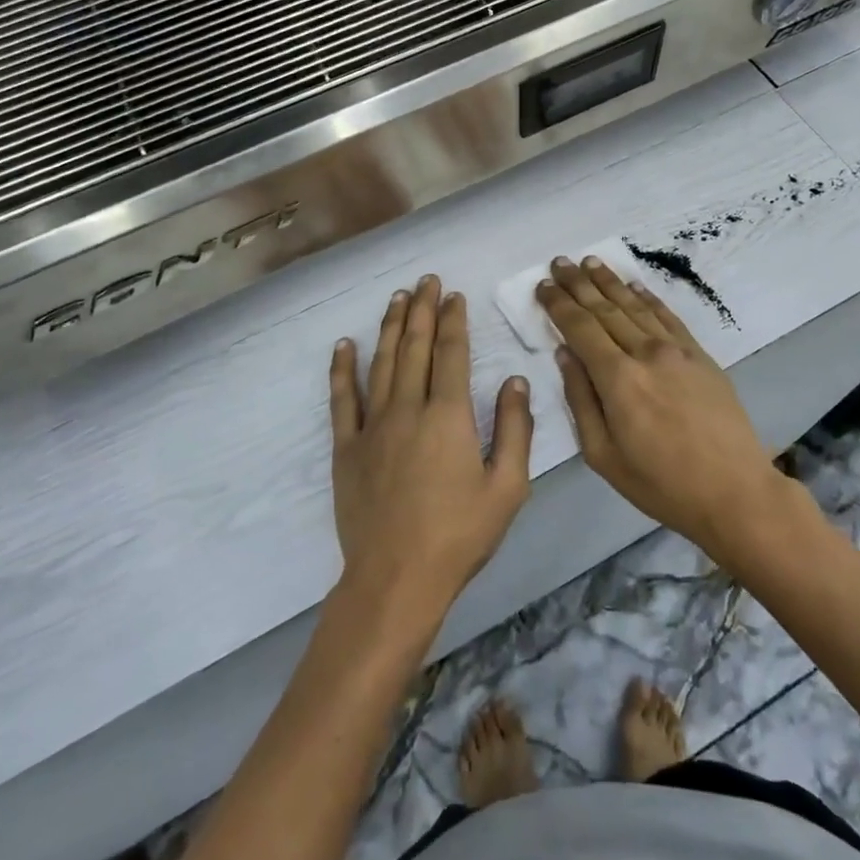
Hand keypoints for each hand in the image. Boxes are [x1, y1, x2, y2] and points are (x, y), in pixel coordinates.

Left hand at [329, 275, 533, 627]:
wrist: (396, 579)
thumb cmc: (459, 535)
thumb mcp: (507, 487)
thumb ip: (515, 429)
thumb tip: (516, 380)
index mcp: (449, 416)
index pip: (451, 353)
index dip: (453, 321)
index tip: (454, 296)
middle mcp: (408, 408)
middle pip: (415, 347)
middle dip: (422, 310)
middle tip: (427, 281)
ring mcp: (373, 426)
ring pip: (382, 362)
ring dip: (390, 327)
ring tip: (397, 298)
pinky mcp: (346, 447)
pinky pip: (343, 399)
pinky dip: (343, 369)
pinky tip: (345, 345)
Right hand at [537, 256, 784, 558]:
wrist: (734, 491)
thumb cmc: (661, 483)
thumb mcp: (603, 455)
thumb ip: (580, 400)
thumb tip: (564, 354)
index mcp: (618, 379)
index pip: (580, 328)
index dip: (559, 304)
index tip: (543, 285)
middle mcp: (646, 354)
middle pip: (605, 309)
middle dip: (579, 284)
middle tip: (560, 261)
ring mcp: (677, 351)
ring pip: (635, 306)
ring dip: (610, 282)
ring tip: (591, 262)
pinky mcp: (700, 355)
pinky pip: (668, 317)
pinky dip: (648, 298)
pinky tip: (634, 285)